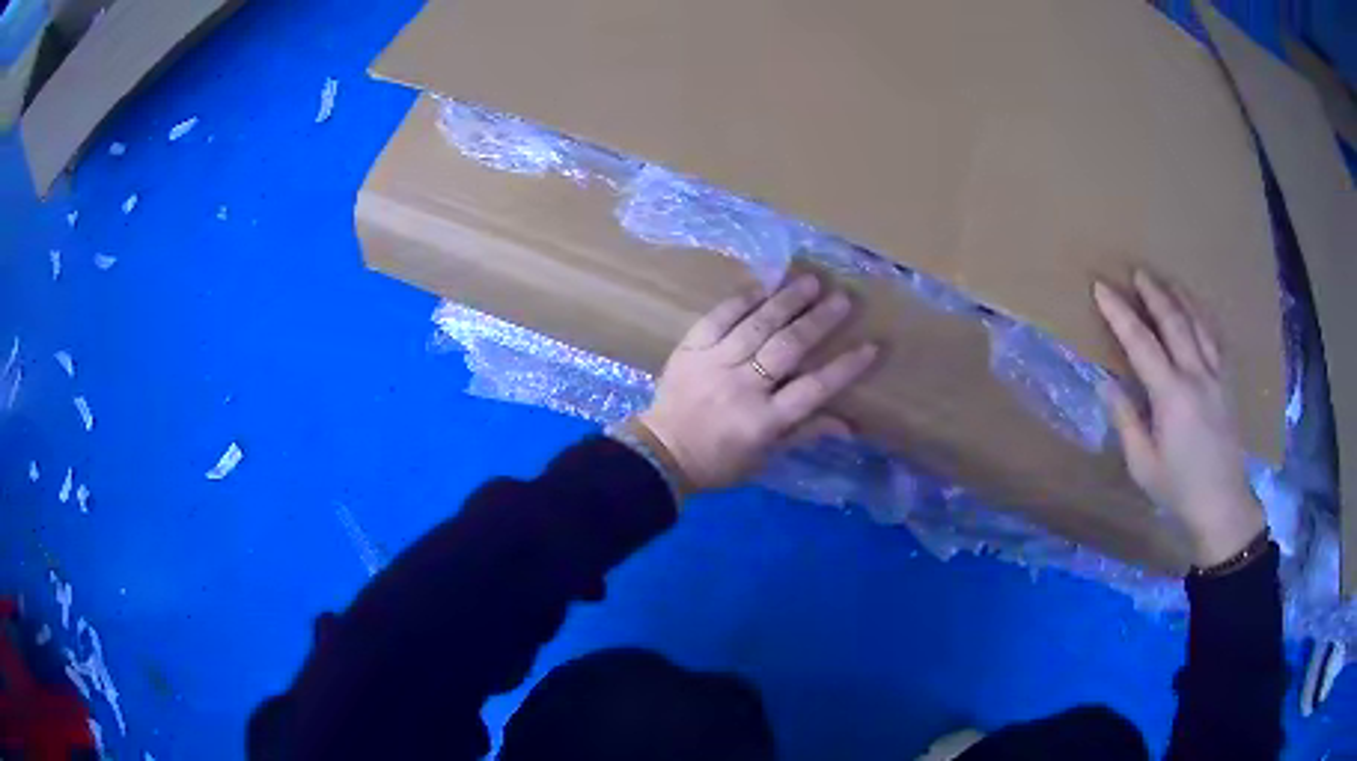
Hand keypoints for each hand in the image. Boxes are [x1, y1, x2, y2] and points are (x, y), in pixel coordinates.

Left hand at [637, 274, 877, 493]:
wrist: (661, 452)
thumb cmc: (720, 461)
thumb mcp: (766, 457)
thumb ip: (805, 432)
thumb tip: (849, 424)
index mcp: (764, 421)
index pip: (813, 390)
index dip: (844, 368)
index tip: (871, 346)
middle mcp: (742, 387)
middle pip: (787, 348)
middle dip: (819, 321)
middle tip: (843, 299)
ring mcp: (714, 364)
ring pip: (756, 326)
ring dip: (786, 301)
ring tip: (811, 282)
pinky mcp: (690, 349)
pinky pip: (718, 318)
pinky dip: (742, 300)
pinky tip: (764, 286)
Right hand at [1094, 270, 1264, 567]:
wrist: (1222, 503)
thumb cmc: (1178, 488)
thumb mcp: (1142, 464)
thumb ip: (1126, 420)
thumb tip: (1108, 383)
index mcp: (1172, 395)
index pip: (1141, 343)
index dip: (1119, 313)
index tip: (1102, 288)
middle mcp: (1196, 375)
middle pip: (1174, 321)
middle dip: (1154, 294)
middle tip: (1138, 272)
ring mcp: (1217, 376)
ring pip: (1199, 323)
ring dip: (1181, 297)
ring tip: (1167, 280)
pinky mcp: (1229, 383)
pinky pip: (1216, 339)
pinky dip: (1204, 317)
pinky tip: (1198, 310)